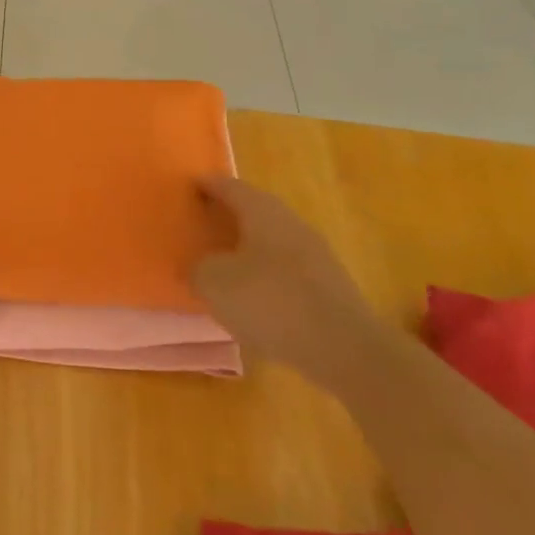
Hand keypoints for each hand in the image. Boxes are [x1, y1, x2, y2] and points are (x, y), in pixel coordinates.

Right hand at [192, 177, 379, 384]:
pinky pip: (285, 267)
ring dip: (247, 246)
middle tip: (201, 224)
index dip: (207, 185)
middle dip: (227, 214)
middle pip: (254, 210)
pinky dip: (265, 272)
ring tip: (223, 262)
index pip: (230, 186)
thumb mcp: (214, 283)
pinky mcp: (328, 285)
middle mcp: (291, 223)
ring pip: (271, 239)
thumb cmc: (270, 302)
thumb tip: (200, 266)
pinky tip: (253, 295)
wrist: (345, 349)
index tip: (189, 187)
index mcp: (262, 212)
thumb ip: (198, 268)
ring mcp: (315, 254)